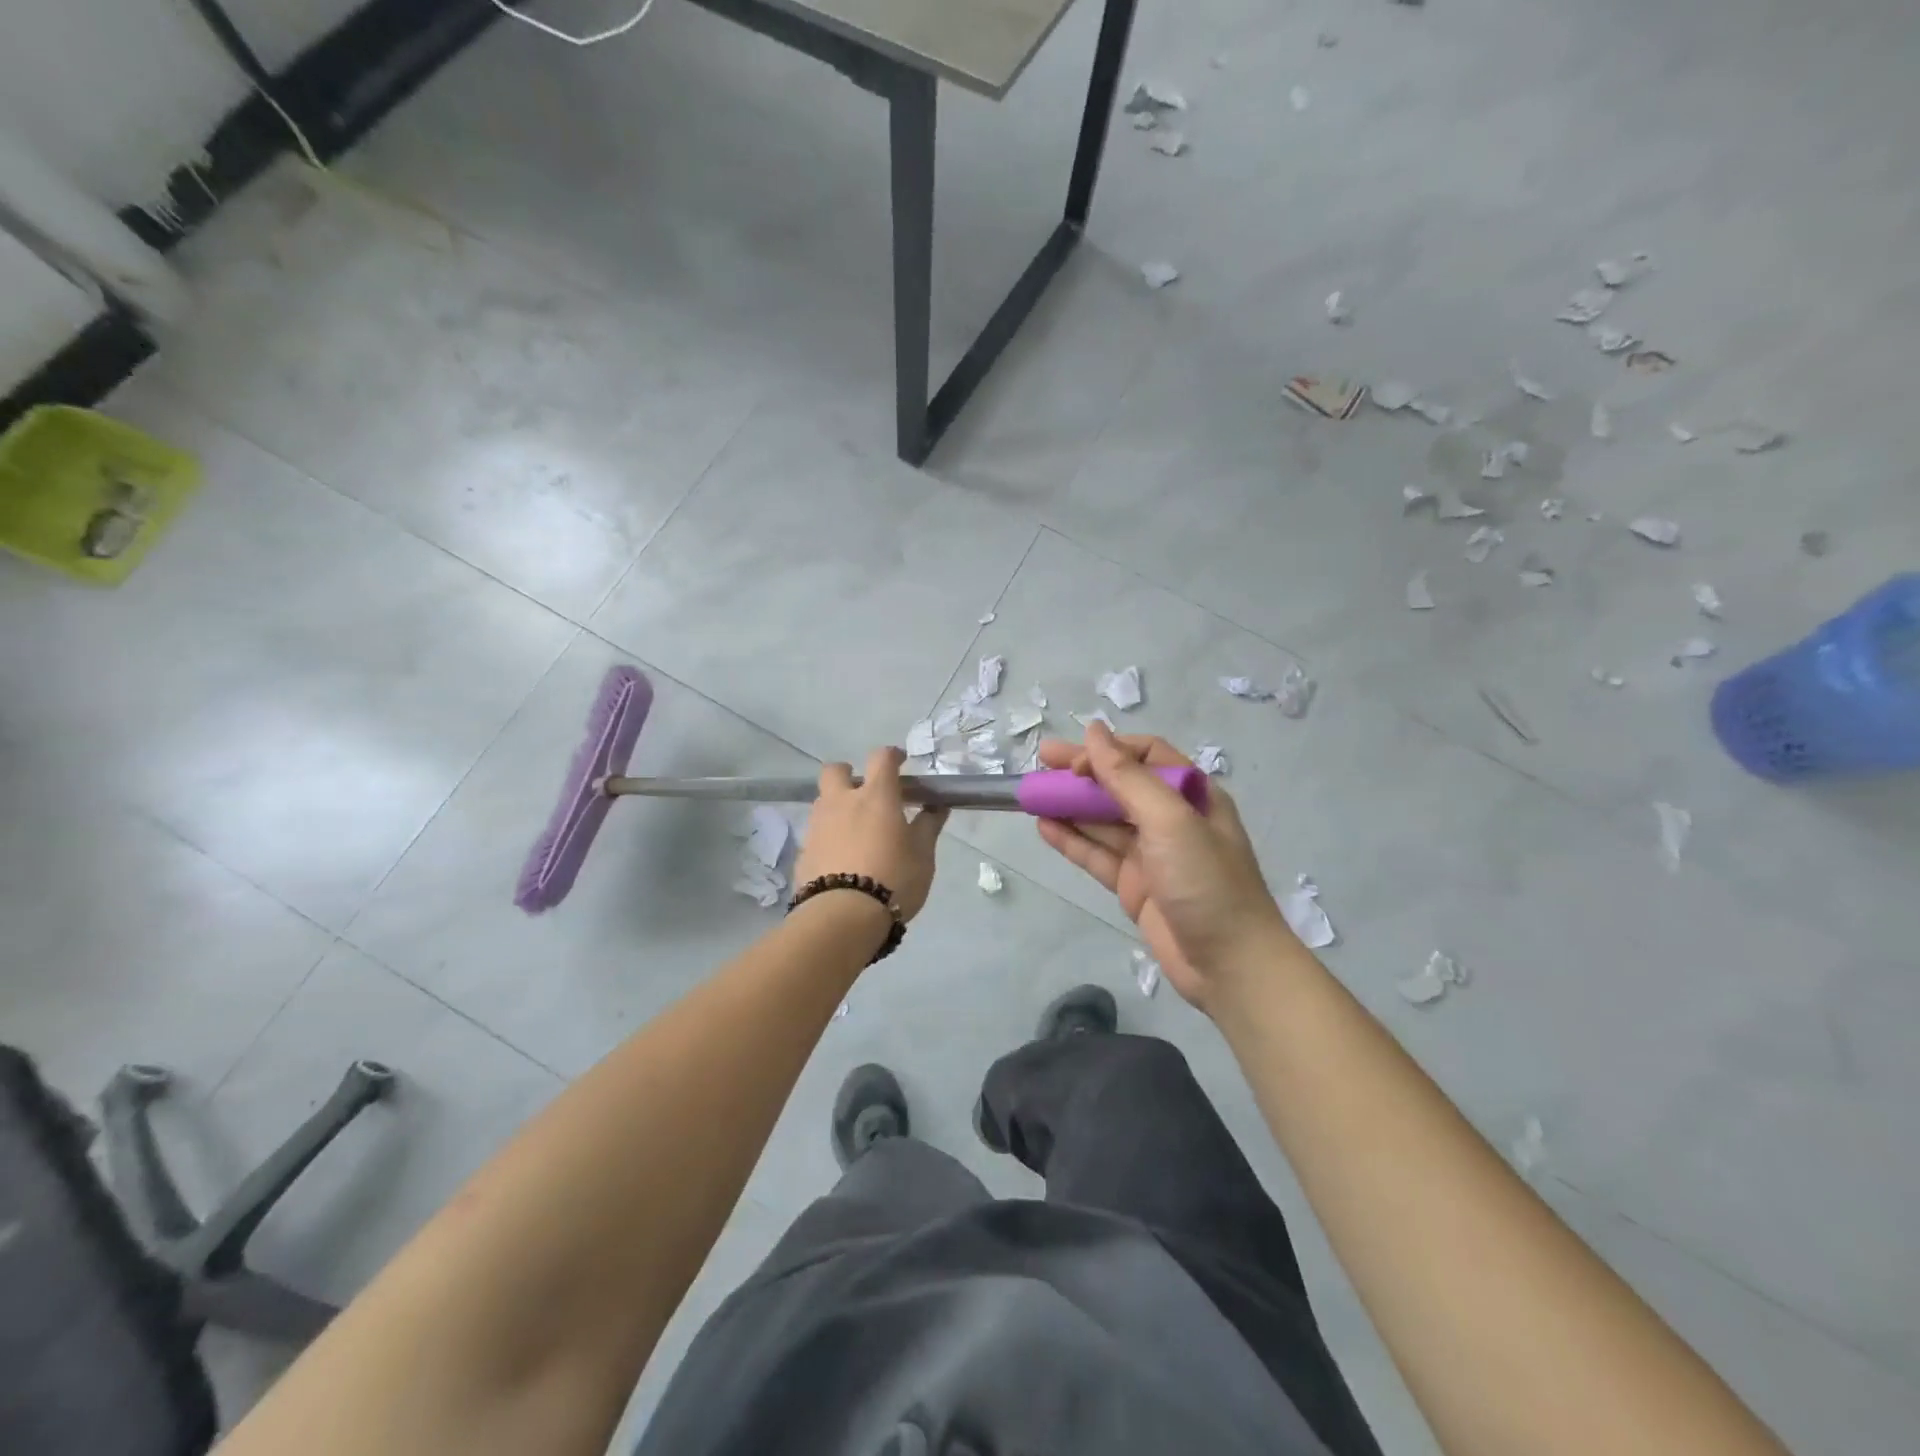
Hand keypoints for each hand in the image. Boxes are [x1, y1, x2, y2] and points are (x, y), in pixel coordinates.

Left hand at [793, 748, 947, 921]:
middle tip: (864, 792)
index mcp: (876, 796)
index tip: (900, 761)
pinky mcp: (804, 851)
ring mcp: (818, 826)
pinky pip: (817, 832)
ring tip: (855, 830)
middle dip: (848, 773)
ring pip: (823, 801)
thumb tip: (937, 807)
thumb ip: (929, 826)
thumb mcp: (923, 855)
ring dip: (837, 806)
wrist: (843, 917)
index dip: (891, 755)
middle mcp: (842, 802)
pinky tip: (842, 857)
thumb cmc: (893, 879)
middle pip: (835, 770)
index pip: (881, 758)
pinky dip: (829, 836)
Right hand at [1035, 722, 1291, 1011]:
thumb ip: (1128, 777)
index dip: (1108, 752)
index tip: (1075, 761)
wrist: (1230, 965)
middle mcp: (1171, 819)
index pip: (1145, 756)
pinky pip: (1098, 855)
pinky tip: (1044, 827)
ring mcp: (1152, 854)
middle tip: (1040, 762)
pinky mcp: (1135, 886)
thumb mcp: (1170, 821)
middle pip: (1120, 785)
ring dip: (1070, 806)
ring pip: (1103, 821)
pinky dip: (1072, 840)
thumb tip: (1094, 731)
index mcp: (1192, 795)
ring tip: (1031, 795)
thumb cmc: (1206, 882)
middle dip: (1081, 773)